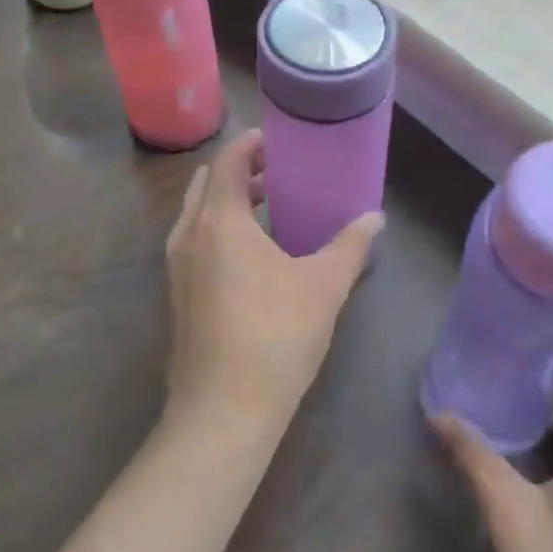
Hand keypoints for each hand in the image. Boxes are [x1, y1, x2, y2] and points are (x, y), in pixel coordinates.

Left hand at [164, 129, 382, 440]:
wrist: (223, 411)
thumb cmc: (276, 336)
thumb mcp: (324, 285)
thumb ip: (350, 245)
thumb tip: (375, 218)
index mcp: (219, 221)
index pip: (226, 161)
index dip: (250, 144)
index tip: (278, 140)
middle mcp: (189, 235)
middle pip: (206, 184)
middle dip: (239, 171)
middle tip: (277, 172)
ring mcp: (177, 268)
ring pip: (197, 215)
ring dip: (227, 201)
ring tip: (268, 207)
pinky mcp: (178, 296)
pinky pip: (195, 242)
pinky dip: (218, 229)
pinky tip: (253, 255)